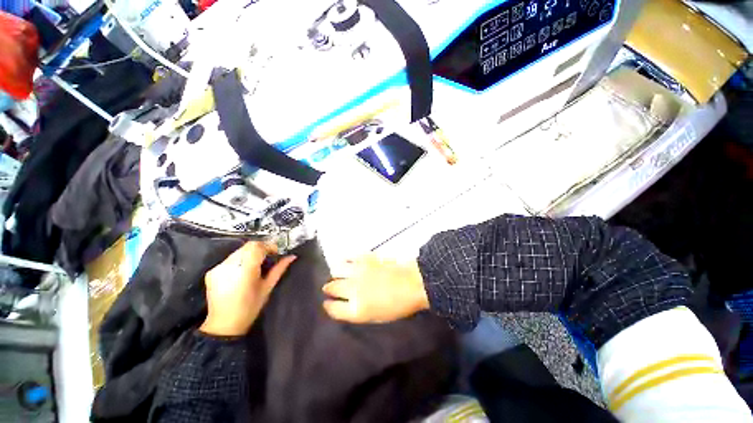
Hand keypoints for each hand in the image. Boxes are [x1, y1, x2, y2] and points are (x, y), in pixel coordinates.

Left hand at [200, 242, 295, 335]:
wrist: (224, 324)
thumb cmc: (250, 307)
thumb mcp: (268, 287)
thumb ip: (279, 269)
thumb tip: (292, 256)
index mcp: (245, 269)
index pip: (257, 246)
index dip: (268, 246)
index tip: (275, 253)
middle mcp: (230, 265)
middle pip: (248, 246)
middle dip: (260, 248)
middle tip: (268, 258)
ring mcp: (219, 268)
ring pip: (239, 251)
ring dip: (250, 254)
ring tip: (256, 265)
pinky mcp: (212, 272)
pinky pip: (230, 259)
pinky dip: (239, 260)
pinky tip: (243, 271)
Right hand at [322, 255, 428, 322]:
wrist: (414, 283)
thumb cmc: (399, 305)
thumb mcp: (377, 317)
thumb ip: (359, 311)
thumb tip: (348, 304)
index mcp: (357, 310)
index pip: (333, 309)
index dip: (329, 306)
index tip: (328, 303)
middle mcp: (353, 290)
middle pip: (332, 288)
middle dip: (329, 288)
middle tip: (330, 287)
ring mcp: (359, 272)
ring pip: (337, 271)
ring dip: (336, 273)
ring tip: (337, 273)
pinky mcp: (365, 258)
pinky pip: (349, 257)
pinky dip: (346, 259)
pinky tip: (347, 260)